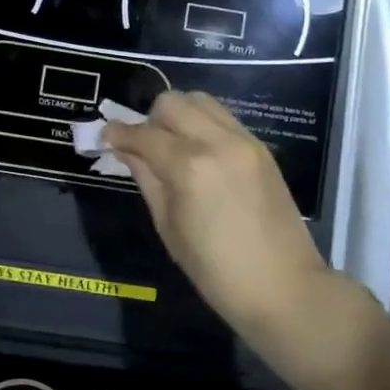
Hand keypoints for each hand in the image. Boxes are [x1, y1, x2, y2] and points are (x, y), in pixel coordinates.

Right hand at [104, 92, 374, 389]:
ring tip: (173, 145)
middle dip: (150, 119)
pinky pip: (223, 118)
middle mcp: (217, 142)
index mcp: (189, 166)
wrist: (284, 288)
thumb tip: (125, 149)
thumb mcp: (168, 226)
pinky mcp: (261, 148)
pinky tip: (199, 153)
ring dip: (179, 115)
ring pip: (200, 101)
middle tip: (144, 145)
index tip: (105, 135)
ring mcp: (244, 141)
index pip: (144, 133)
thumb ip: (146, 178)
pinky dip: (203, 124)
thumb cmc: (215, 270)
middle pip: (172, 103)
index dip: (119, 132)